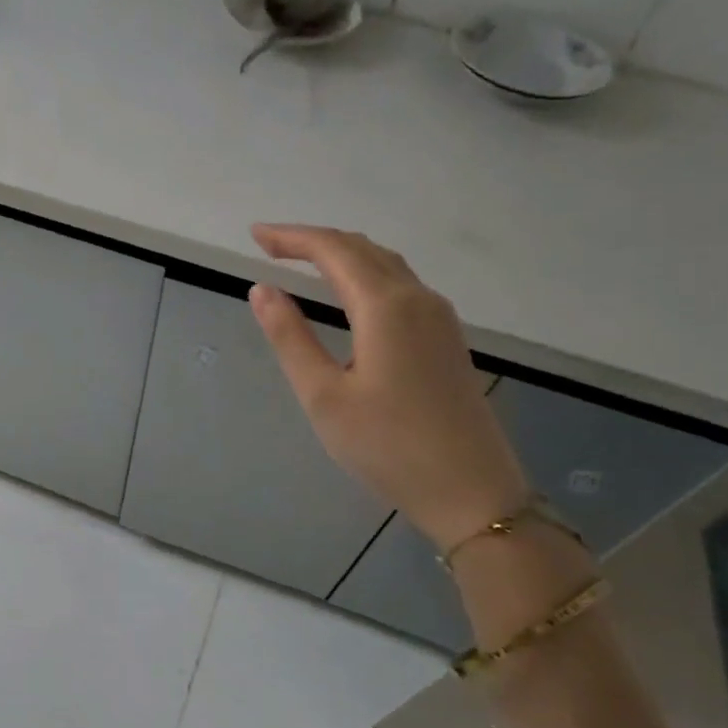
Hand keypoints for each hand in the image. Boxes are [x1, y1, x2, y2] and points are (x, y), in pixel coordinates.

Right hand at [248, 224, 528, 551]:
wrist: (472, 492)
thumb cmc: (388, 447)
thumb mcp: (323, 396)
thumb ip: (290, 337)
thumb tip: (262, 289)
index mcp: (386, 307)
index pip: (333, 250)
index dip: (292, 237)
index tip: (255, 235)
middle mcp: (418, 299)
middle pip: (363, 249)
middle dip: (314, 241)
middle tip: (270, 245)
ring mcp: (439, 318)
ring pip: (386, 264)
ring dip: (343, 254)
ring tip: (303, 261)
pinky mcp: (447, 339)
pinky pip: (401, 285)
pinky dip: (365, 274)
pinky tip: (350, 294)